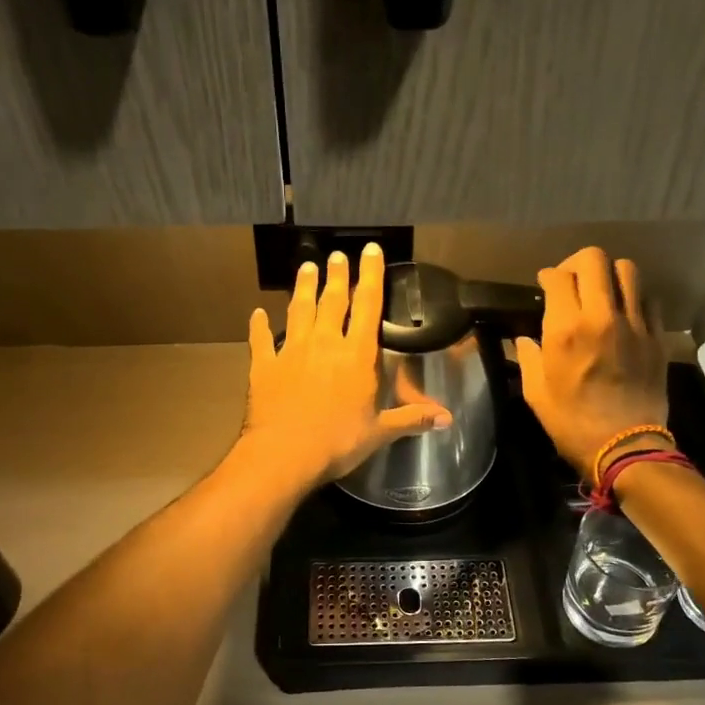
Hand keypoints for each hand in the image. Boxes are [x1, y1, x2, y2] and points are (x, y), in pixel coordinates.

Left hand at [238, 244, 451, 491]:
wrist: (284, 453)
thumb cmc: (337, 442)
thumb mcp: (380, 432)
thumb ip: (411, 418)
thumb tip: (448, 419)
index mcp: (356, 355)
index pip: (367, 306)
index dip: (371, 276)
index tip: (370, 250)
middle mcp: (324, 343)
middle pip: (332, 301)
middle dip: (337, 275)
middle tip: (337, 255)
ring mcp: (291, 351)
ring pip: (298, 310)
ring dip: (302, 288)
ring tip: (306, 268)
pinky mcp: (264, 366)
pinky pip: (261, 340)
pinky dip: (259, 326)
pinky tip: (257, 314)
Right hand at [516, 247, 669, 476]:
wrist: (625, 447)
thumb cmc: (571, 422)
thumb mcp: (535, 392)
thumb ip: (528, 357)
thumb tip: (524, 340)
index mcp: (566, 329)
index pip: (558, 276)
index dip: (548, 275)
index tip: (545, 285)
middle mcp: (601, 316)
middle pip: (594, 260)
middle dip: (577, 263)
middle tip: (571, 280)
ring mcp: (635, 324)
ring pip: (628, 270)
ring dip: (610, 274)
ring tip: (601, 291)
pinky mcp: (657, 336)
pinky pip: (649, 299)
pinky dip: (634, 297)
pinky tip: (624, 313)